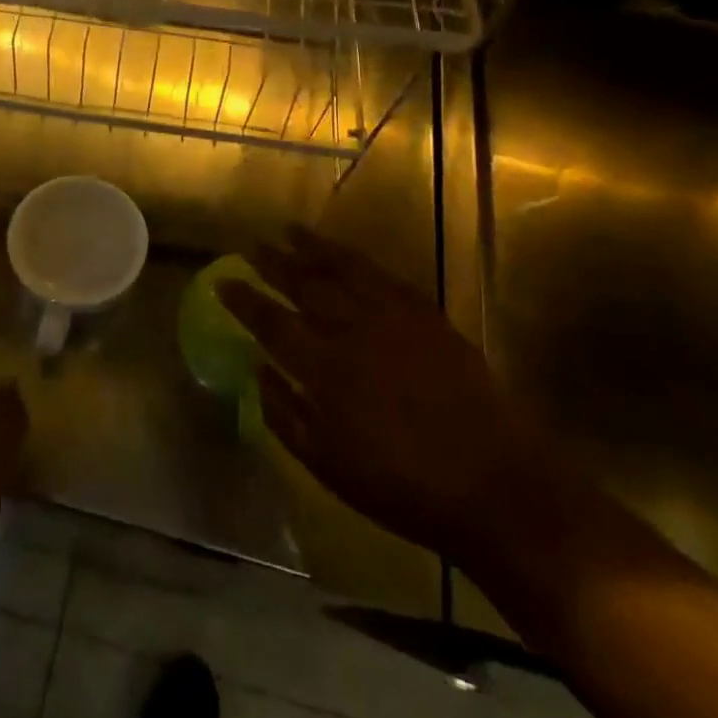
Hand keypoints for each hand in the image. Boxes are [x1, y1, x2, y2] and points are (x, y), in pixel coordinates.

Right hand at [222, 228, 558, 566]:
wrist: (494, 486)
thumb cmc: (403, 488)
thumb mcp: (329, 467)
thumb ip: (284, 416)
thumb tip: (256, 372)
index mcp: (325, 369)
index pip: (272, 323)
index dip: (244, 300)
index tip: (224, 280)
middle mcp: (354, 331)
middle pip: (304, 284)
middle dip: (273, 262)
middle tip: (251, 243)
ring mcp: (394, 318)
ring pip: (344, 269)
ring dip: (313, 247)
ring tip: (290, 229)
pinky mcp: (427, 316)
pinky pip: (385, 277)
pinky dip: (359, 261)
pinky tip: (347, 254)